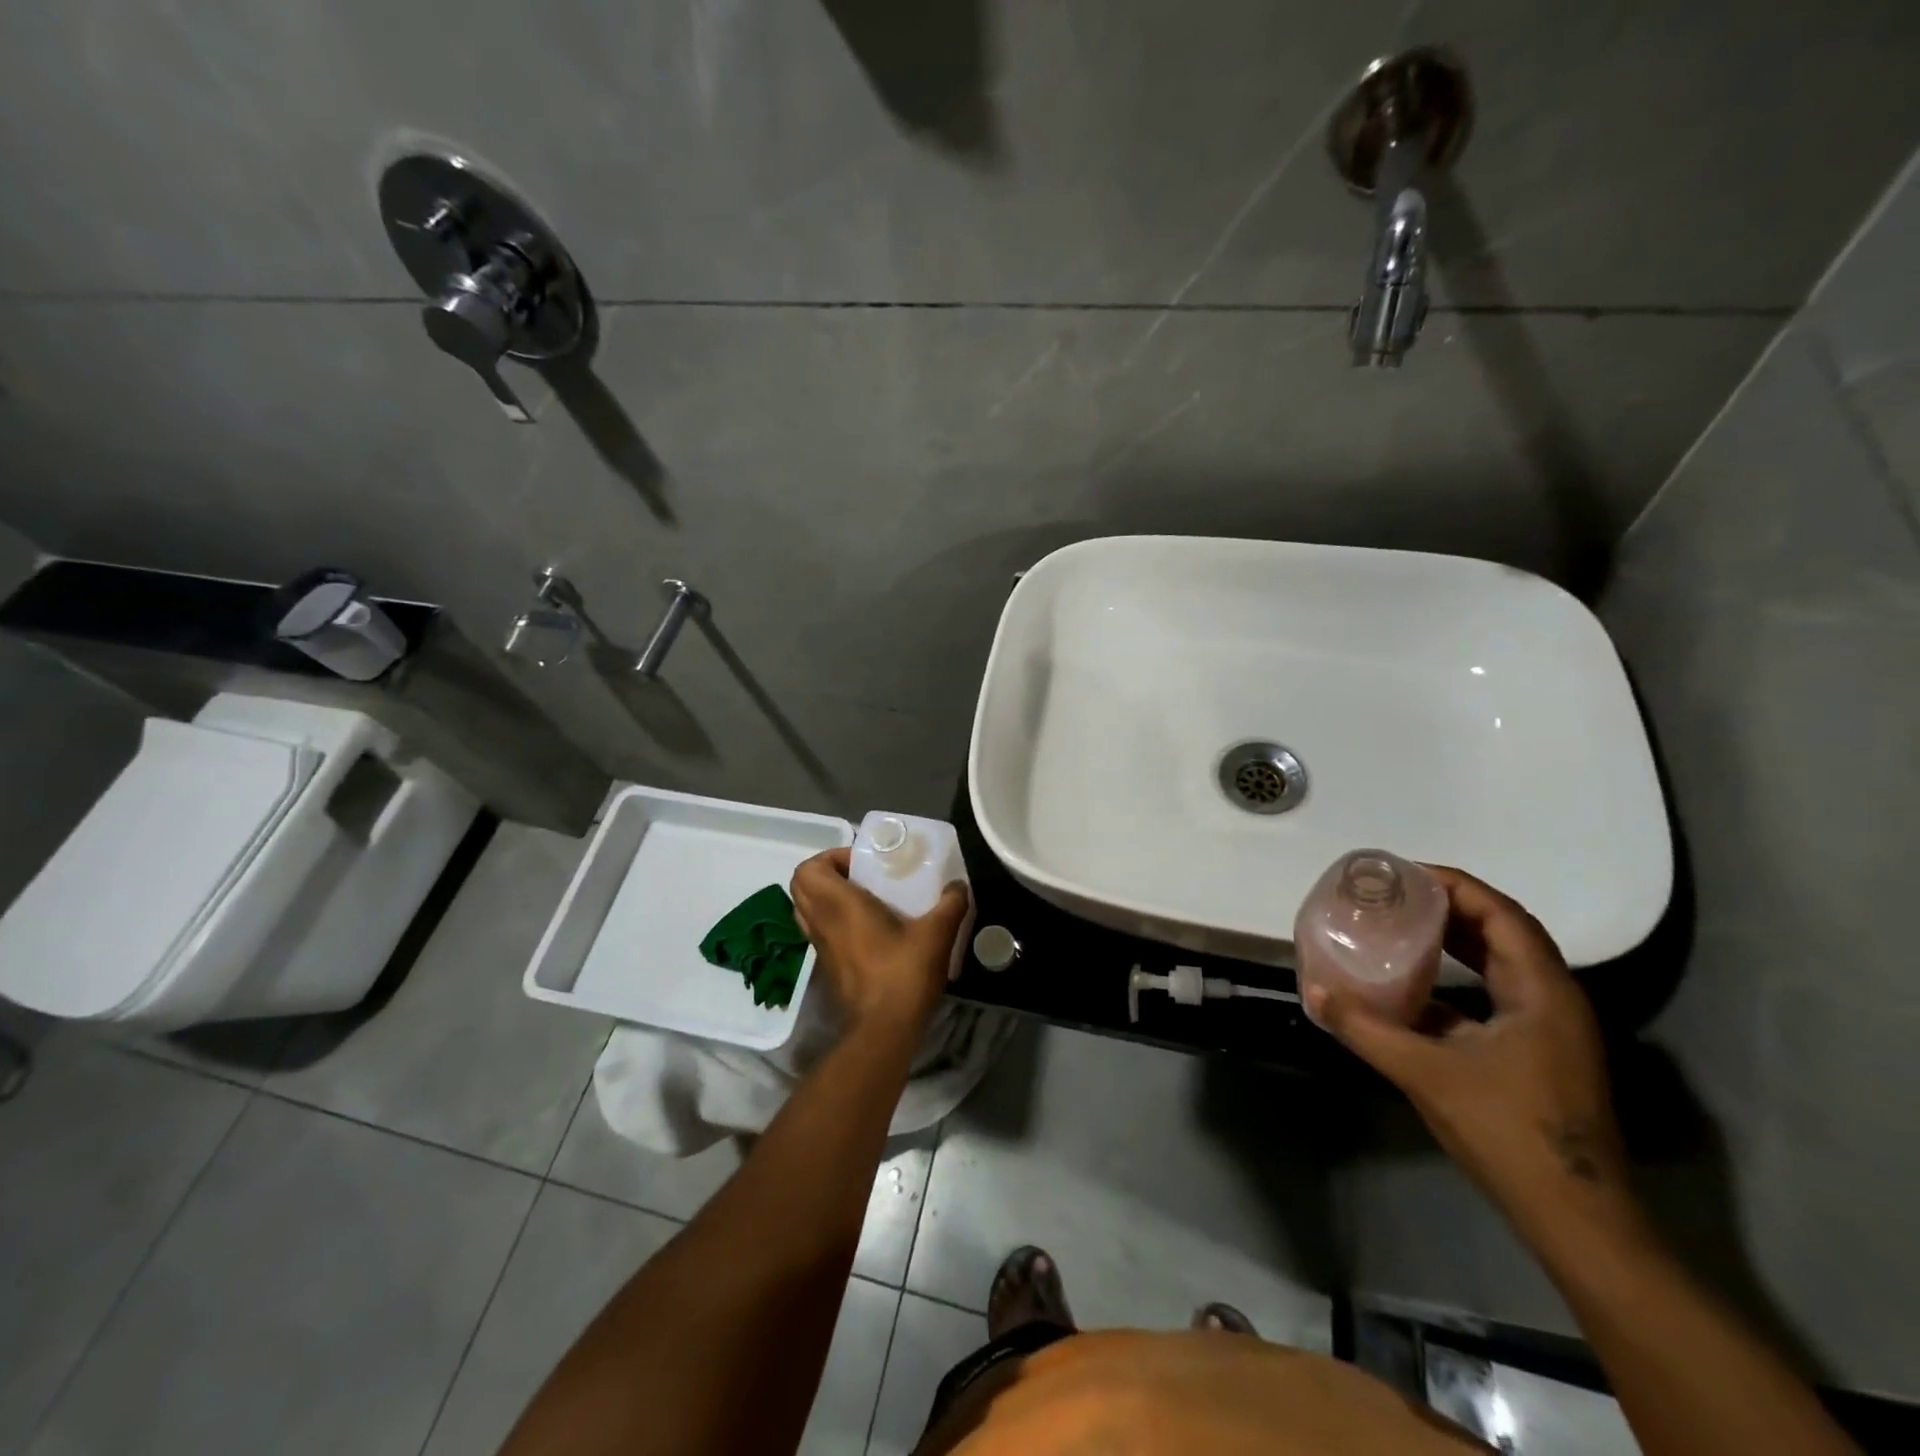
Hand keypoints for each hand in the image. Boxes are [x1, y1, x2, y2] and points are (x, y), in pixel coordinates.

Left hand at [789, 849, 969, 1037]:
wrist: (884, 1029)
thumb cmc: (903, 974)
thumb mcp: (936, 934)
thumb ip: (950, 904)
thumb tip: (959, 886)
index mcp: (839, 905)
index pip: (808, 869)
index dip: (830, 858)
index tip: (862, 864)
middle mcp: (822, 922)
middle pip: (800, 886)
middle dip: (825, 873)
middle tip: (860, 876)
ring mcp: (819, 947)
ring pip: (805, 910)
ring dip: (825, 897)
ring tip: (862, 899)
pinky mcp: (826, 967)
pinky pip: (818, 931)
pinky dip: (831, 921)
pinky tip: (866, 929)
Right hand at [1308, 866, 1638, 1231]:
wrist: (1577, 1219)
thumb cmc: (1509, 1133)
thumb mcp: (1426, 1073)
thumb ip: (1365, 1028)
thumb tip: (1314, 990)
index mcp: (1542, 992)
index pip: (1502, 914)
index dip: (1455, 885)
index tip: (1404, 874)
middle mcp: (1553, 1000)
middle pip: (1504, 932)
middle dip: (1450, 907)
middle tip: (1395, 895)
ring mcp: (1550, 1030)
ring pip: (1501, 964)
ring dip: (1455, 941)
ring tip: (1401, 927)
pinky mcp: (1538, 1054)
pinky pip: (1495, 995)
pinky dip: (1457, 979)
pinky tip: (1415, 987)